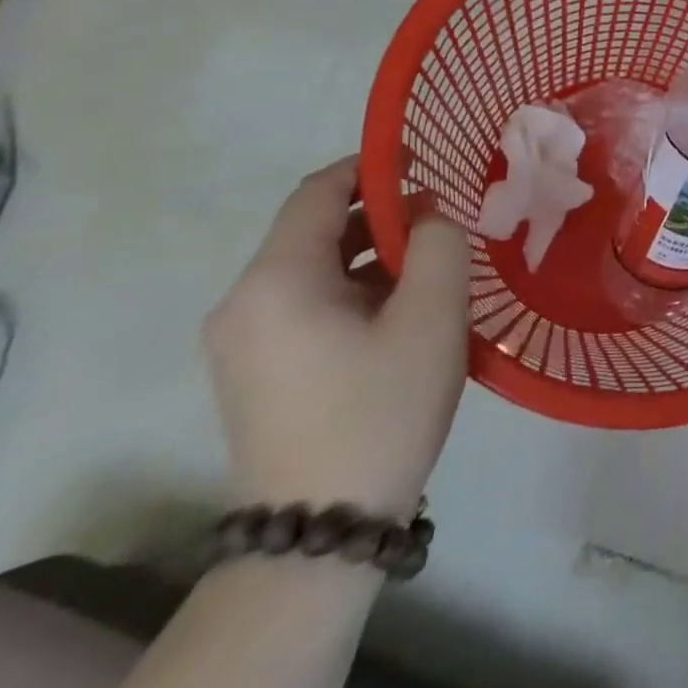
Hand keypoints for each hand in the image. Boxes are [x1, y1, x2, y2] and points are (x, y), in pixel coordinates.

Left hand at [204, 158, 469, 516]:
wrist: (322, 528)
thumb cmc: (381, 406)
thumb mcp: (432, 314)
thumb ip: (440, 242)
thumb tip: (428, 215)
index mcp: (276, 280)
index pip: (319, 191)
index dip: (372, 165)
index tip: (424, 159)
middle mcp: (244, 302)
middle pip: (314, 229)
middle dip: (382, 213)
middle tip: (444, 218)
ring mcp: (243, 341)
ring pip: (314, 268)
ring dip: (373, 252)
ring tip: (433, 263)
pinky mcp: (256, 371)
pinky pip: (307, 303)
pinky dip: (355, 287)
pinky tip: (403, 308)